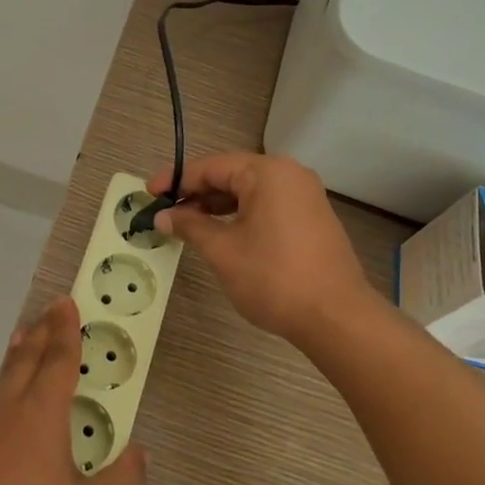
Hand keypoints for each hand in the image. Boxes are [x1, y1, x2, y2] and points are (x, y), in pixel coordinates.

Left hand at [0, 298, 147, 484]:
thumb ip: (121, 481)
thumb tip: (141, 454)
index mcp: (38, 419)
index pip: (56, 361)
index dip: (65, 331)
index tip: (67, 302)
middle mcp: (5, 418)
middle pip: (23, 363)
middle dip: (39, 335)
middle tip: (51, 312)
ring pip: (2, 384)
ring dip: (19, 361)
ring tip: (28, 345)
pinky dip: (7, 391)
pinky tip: (13, 410)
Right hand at [152, 153, 376, 342]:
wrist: (336, 317)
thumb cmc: (273, 278)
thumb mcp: (222, 251)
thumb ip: (190, 226)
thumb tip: (163, 215)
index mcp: (267, 172)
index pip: (211, 167)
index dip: (176, 180)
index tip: (148, 194)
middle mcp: (289, 174)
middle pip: (231, 175)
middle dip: (196, 193)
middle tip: (165, 212)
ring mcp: (305, 196)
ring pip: (249, 191)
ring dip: (217, 205)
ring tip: (187, 225)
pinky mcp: (312, 218)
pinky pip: (267, 205)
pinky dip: (240, 215)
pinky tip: (221, 233)